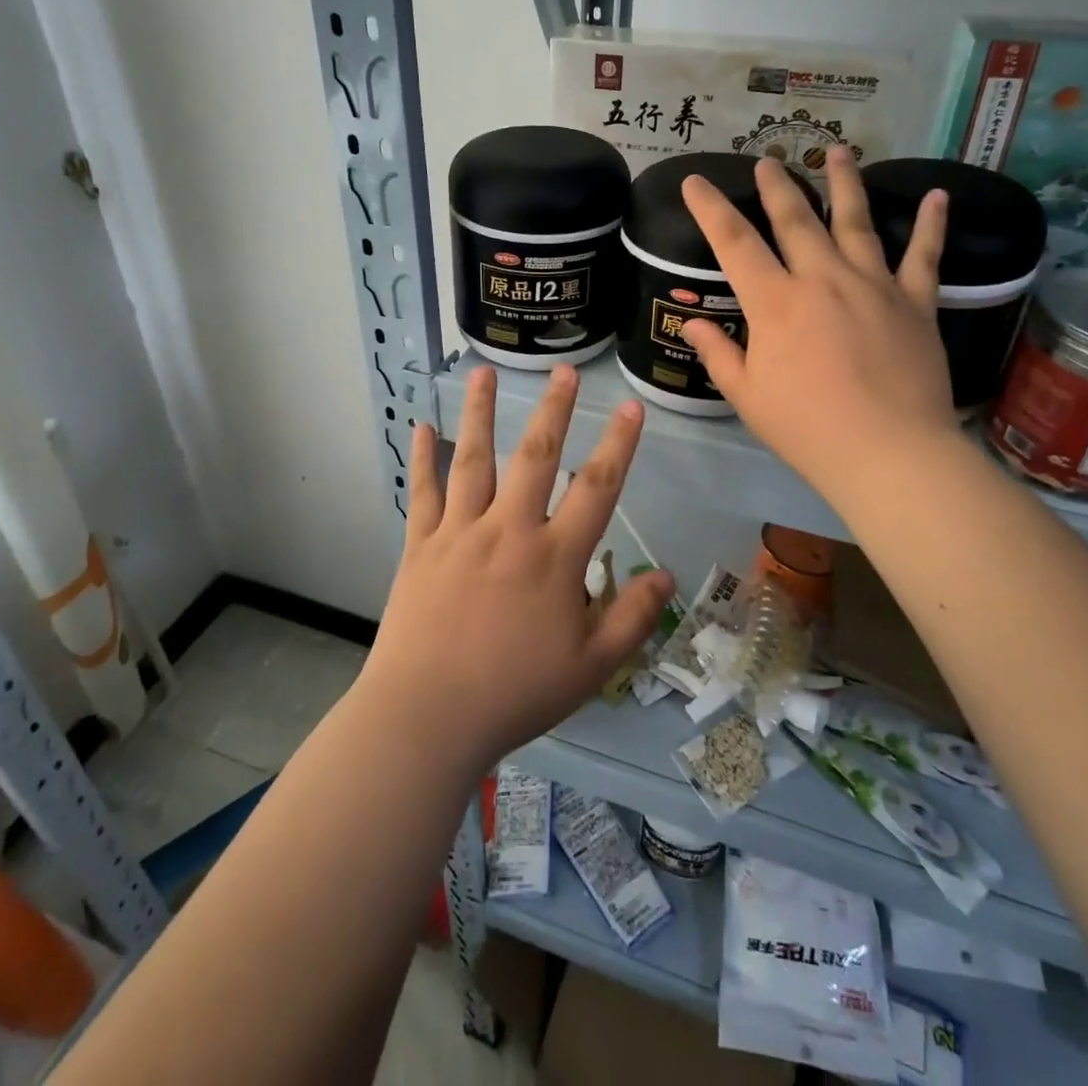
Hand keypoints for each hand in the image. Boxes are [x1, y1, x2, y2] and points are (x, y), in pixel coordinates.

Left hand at [361, 364, 675, 773]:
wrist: (427, 717)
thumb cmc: (515, 694)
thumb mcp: (591, 667)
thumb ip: (632, 618)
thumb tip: (666, 575)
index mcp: (554, 558)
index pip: (597, 489)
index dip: (619, 445)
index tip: (631, 408)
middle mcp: (508, 531)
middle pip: (535, 457)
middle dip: (553, 410)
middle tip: (563, 370)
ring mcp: (460, 533)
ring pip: (472, 460)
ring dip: (479, 413)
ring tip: (482, 371)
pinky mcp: (420, 546)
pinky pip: (422, 493)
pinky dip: (421, 458)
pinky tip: (420, 425)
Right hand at [680, 147, 958, 503]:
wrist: (888, 452)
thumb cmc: (806, 428)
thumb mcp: (746, 396)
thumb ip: (718, 353)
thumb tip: (693, 323)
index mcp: (775, 302)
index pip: (734, 243)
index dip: (710, 208)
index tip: (694, 181)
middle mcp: (822, 278)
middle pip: (796, 219)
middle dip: (777, 186)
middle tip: (768, 159)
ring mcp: (873, 284)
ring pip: (856, 221)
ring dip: (845, 183)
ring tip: (839, 150)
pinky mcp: (915, 301)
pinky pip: (924, 255)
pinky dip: (931, 224)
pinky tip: (938, 195)